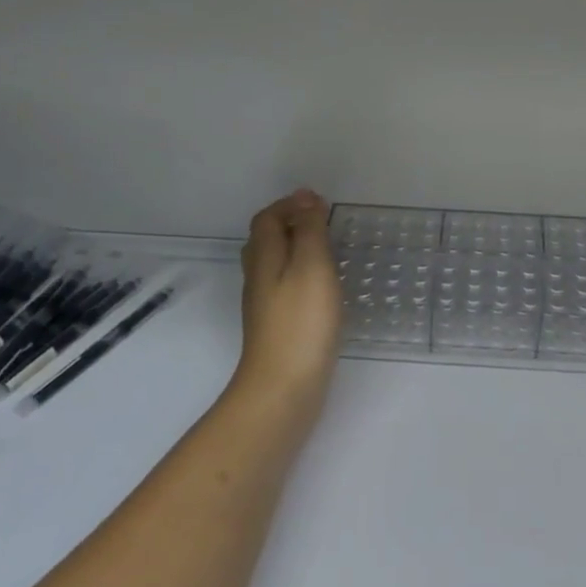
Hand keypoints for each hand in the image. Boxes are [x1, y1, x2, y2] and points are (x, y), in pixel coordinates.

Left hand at [233, 190, 342, 405]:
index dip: (289, 205)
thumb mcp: (311, 266)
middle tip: (323, 222)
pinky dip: (301, 274)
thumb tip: (305, 198)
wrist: (283, 388)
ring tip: (326, 249)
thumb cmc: (301, 321)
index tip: (319, 203)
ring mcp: (265, 305)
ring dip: (296, 248)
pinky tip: (322, 288)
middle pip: (265, 240)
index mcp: (264, 257)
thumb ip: (309, 231)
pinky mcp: (277, 326)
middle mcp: (258, 277)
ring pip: (274, 264)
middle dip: (290, 223)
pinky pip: (285, 287)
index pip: (267, 219)